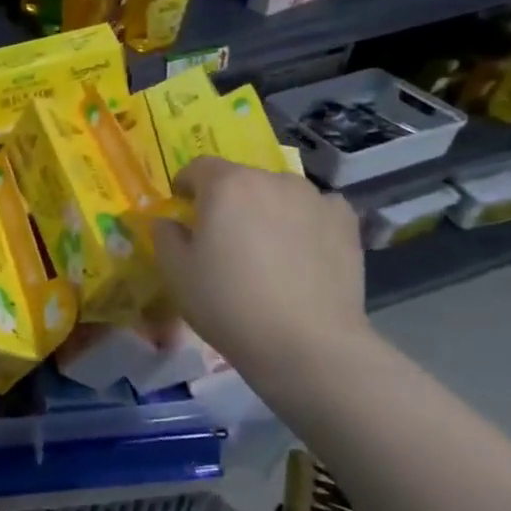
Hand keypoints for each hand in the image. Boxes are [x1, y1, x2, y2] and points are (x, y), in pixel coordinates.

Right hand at [151, 157, 368, 376]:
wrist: (307, 344)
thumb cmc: (228, 303)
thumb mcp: (175, 272)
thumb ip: (165, 235)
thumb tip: (170, 222)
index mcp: (226, 184)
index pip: (198, 167)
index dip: (186, 188)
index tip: (184, 214)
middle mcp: (271, 179)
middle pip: (240, 179)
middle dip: (228, 200)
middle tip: (224, 240)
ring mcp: (314, 198)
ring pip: (278, 193)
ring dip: (266, 209)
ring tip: (266, 250)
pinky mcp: (346, 223)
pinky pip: (316, 210)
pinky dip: (304, 221)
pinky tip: (302, 252)